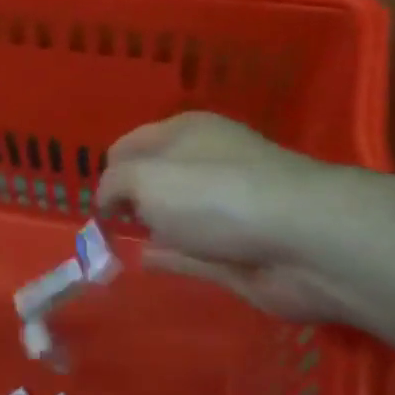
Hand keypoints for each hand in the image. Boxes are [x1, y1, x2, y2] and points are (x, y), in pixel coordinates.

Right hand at [95, 113, 349, 322]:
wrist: (300, 240)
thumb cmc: (215, 194)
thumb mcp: (146, 178)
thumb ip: (114, 185)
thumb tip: (107, 199)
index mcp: (185, 132)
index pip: (132, 143)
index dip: (108, 169)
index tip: (93, 202)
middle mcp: (205, 166)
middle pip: (154, 180)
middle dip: (126, 200)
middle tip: (97, 228)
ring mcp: (224, 210)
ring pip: (172, 217)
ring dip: (147, 228)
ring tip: (109, 247)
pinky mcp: (235, 252)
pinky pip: (188, 252)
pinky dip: (167, 256)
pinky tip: (143, 261)